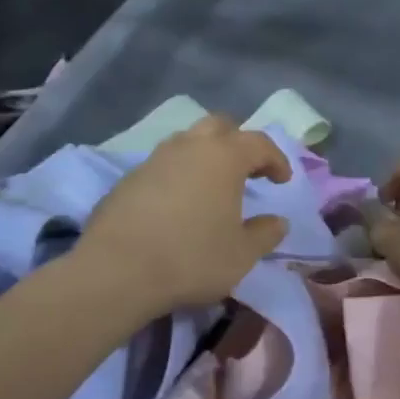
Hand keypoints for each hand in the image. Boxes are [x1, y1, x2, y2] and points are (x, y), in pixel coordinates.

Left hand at [75, 114, 291, 317]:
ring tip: (212, 185)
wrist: (116, 272)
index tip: (282, 181)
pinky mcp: (127, 179)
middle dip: (238, 142)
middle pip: (219, 126)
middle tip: (248, 169)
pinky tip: (178, 204)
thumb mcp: (241, 255)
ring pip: (186, 142)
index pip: (258, 143)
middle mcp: (189, 147)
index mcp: (223, 158)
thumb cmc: (191, 259)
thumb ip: (265, 234)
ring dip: (205, 155)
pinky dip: (178, 175)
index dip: (276, 159)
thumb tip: (278, 222)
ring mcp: (154, 160)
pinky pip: (162, 165)